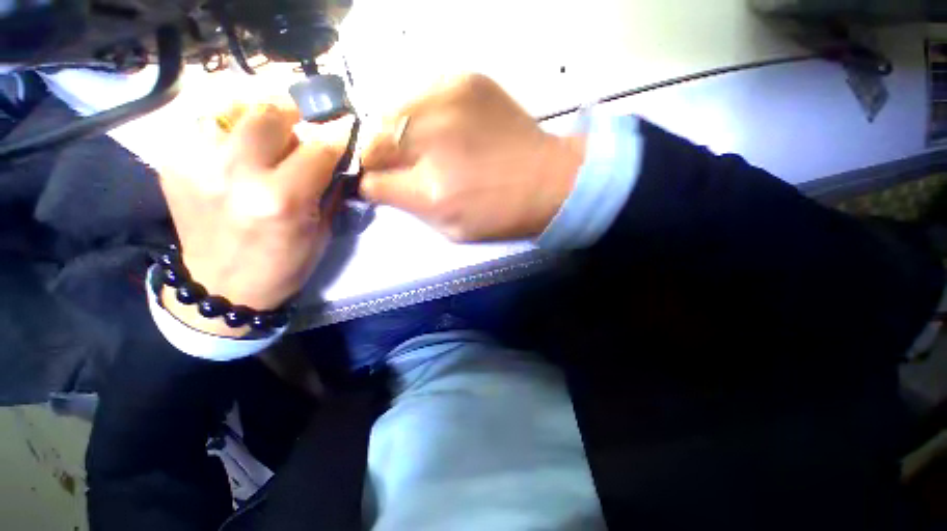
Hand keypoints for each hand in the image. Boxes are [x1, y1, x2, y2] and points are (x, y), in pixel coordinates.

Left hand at [159, 99, 350, 336]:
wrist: (220, 287)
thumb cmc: (282, 264)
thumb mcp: (320, 231)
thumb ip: (327, 189)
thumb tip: (335, 155)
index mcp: (281, 200)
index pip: (318, 148)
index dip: (335, 136)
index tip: (342, 130)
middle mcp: (236, 175)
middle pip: (270, 114)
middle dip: (294, 118)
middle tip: (300, 133)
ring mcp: (196, 165)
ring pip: (231, 108)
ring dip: (256, 119)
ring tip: (264, 139)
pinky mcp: (172, 163)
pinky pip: (202, 123)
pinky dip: (225, 128)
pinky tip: (234, 149)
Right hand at [361, 74, 586, 241]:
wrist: (548, 180)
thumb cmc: (501, 215)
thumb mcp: (451, 229)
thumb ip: (410, 207)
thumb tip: (378, 186)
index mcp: (432, 191)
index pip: (371, 181)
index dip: (368, 184)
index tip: (375, 184)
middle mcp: (433, 143)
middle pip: (372, 142)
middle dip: (376, 157)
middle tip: (394, 164)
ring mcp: (447, 104)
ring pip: (389, 113)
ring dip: (393, 132)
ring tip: (414, 144)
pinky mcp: (464, 81)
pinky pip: (418, 94)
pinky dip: (417, 113)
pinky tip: (436, 126)